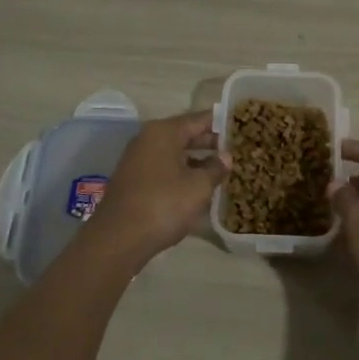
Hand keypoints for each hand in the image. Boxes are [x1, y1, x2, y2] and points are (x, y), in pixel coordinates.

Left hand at [86, 110, 225, 264]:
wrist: (117, 240)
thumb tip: (226, 156)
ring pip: (174, 153)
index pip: (199, 119)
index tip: (241, 128)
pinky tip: (198, 188)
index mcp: (164, 132)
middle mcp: (148, 139)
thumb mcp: (198, 187)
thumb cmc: (163, 204)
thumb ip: (215, 168)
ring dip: (196, 161)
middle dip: (210, 143)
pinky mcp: (134, 181)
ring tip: (222, 170)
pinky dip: (181, 173)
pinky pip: (164, 168)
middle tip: (236, 150)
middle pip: (185, 134)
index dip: (221, 123)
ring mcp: (138, 160)